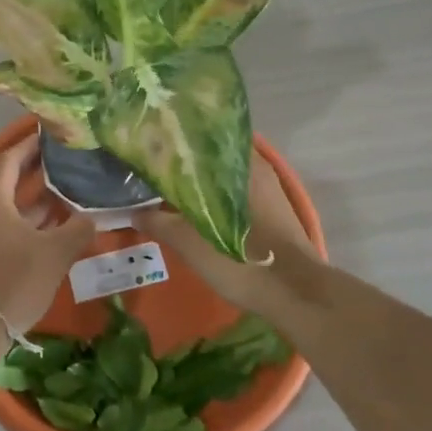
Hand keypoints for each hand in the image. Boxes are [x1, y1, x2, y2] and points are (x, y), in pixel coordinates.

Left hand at [0, 133, 95, 332]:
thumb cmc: (12, 280)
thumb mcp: (54, 254)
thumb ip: (78, 229)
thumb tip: (95, 215)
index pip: (11, 158)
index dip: (31, 145)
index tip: (53, 136)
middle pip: (6, 179)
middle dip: (35, 170)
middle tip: (65, 162)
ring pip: (4, 204)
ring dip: (31, 197)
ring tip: (64, 190)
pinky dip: (22, 219)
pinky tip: (48, 225)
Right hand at [135, 153, 319, 310]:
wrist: (296, 295)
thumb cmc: (244, 259)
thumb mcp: (192, 243)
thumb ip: (160, 222)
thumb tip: (134, 211)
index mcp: (240, 163)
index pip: (203, 135)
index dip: (175, 140)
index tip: (150, 144)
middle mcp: (256, 167)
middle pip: (213, 155)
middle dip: (185, 160)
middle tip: (153, 166)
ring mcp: (267, 189)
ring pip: (224, 174)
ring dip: (200, 180)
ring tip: (167, 186)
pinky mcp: (272, 211)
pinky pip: (234, 191)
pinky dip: (214, 195)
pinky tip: (193, 208)